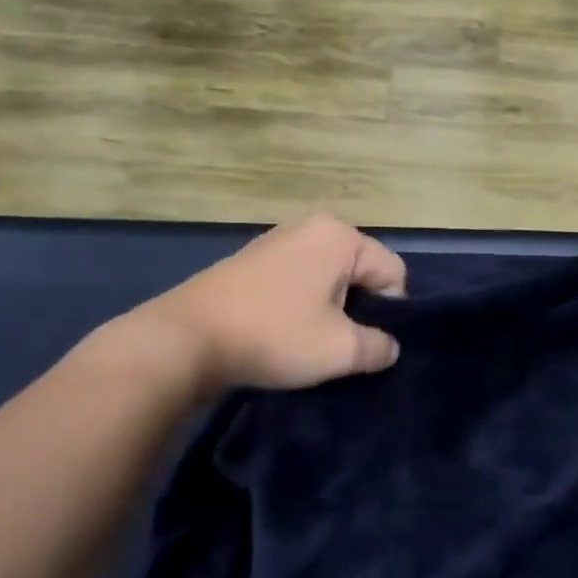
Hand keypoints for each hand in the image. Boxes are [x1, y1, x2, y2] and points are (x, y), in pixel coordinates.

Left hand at [139, 214, 407, 392]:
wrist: (184, 340)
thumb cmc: (273, 336)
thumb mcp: (340, 351)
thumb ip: (379, 347)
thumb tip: (388, 346)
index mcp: (340, 236)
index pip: (393, 272)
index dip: (389, 312)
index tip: (364, 343)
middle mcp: (312, 226)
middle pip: (361, 272)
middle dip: (358, 309)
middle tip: (337, 345)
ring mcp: (278, 240)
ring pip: (329, 278)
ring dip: (329, 310)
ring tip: (308, 342)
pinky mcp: (253, 260)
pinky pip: (298, 280)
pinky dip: (300, 305)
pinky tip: (282, 331)